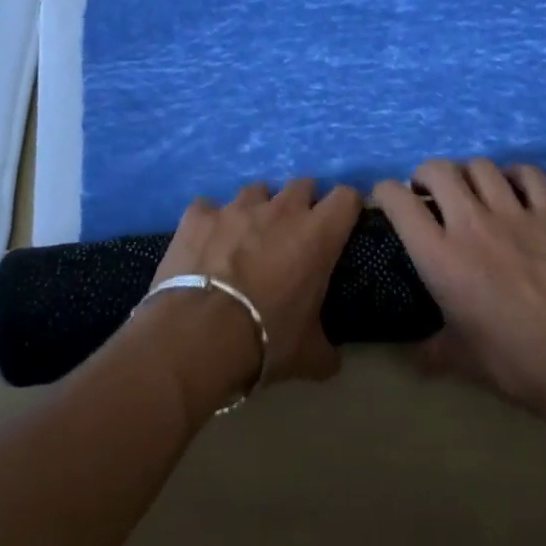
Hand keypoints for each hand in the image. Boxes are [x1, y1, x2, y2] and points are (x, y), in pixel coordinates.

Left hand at [150, 179, 362, 392]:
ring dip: (257, 209)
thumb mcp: (307, 355)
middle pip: (302, 184)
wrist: (198, 336)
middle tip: (293, 234)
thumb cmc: (266, 339)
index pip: (346, 197)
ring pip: (256, 191)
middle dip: (302, 203)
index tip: (339, 226)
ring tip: (246, 238)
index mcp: (317, 235)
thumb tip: (333, 361)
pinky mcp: (198, 216)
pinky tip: (204, 244)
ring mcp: (236, 208)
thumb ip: (326, 350)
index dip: (345, 208)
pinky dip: (209, 223)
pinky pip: (207, 208)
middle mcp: (281, 209)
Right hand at [374, 159, 545, 417]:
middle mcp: (472, 224)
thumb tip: (413, 358)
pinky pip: (529, 174)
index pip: (399, 202)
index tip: (387, 199)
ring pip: (481, 166)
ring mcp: (516, 214)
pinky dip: (515, 174)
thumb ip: (431, 351)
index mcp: (440, 257)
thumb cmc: (515, 364)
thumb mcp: (460, 361)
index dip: (385, 193)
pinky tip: (515, 188)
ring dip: (468, 173)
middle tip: (429, 193)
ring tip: (472, 190)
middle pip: (438, 170)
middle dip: (425, 175)